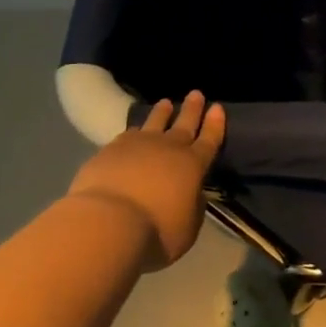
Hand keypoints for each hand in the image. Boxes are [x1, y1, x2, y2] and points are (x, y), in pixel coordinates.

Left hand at [67, 91, 225, 270]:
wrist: (108, 223)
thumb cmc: (155, 233)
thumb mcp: (187, 229)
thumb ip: (193, 208)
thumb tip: (192, 195)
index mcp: (193, 166)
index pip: (210, 140)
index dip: (215, 124)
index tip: (217, 107)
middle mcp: (169, 148)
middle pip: (184, 123)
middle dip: (192, 109)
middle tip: (196, 94)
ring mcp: (138, 145)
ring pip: (155, 122)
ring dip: (162, 112)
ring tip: (166, 102)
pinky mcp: (111, 149)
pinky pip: (128, 135)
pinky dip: (134, 131)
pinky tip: (133, 131)